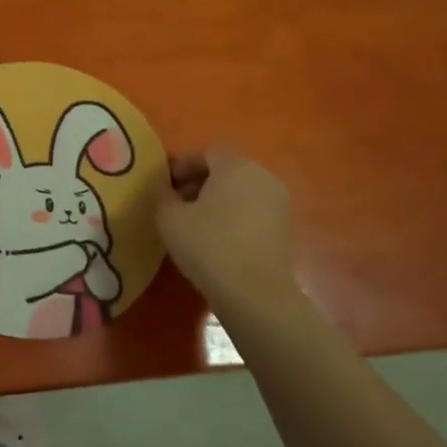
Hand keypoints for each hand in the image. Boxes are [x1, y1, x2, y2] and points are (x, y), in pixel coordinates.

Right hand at [156, 146, 300, 321]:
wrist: (255, 294)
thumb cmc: (208, 246)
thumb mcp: (169, 218)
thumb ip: (162, 194)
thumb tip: (164, 188)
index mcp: (236, 166)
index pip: (207, 153)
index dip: (182, 166)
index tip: (165, 186)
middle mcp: (263, 177)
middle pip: (226, 170)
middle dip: (199, 182)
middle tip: (176, 203)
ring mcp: (278, 203)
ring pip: (240, 191)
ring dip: (216, 200)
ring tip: (194, 224)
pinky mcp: (284, 229)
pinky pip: (252, 211)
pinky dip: (233, 216)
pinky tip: (216, 239)